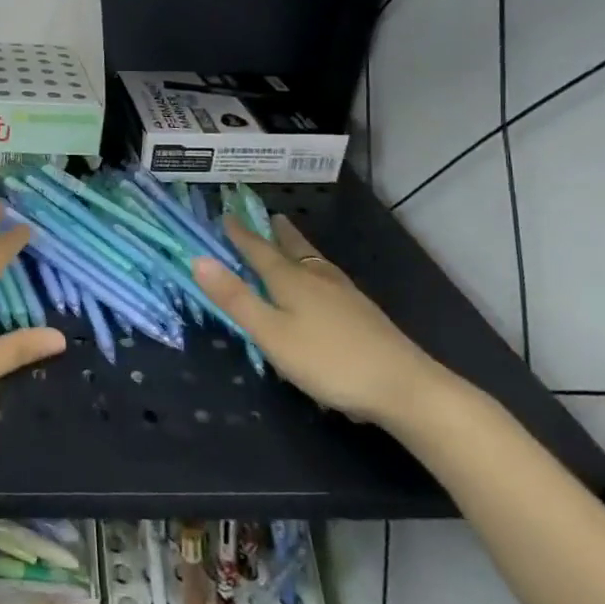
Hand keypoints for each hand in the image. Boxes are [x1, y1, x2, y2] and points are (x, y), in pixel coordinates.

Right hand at [193, 212, 448, 427]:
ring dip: (300, 248)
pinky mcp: (364, 314)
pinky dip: (318, 270)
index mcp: (291, 281)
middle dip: (278, 234)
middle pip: (294, 249)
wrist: (405, 387)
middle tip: (269, 217)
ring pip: (316, 262)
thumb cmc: (328, 361)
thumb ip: (236, 298)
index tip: (227, 216)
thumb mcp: (271, 333)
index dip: (241, 235)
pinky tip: (325, 285)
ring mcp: (346, 295)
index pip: (259, 251)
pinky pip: (331, 279)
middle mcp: (318, 279)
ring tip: (294, 242)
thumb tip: (199, 259)